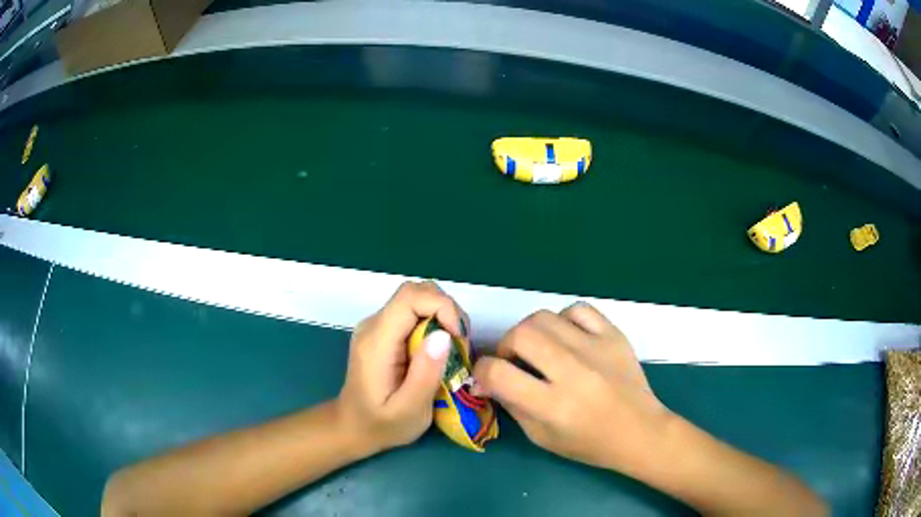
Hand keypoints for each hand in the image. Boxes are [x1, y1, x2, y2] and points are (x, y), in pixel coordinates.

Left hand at [336, 281, 468, 453]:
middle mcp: (373, 325)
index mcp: (376, 342)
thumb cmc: (381, 425)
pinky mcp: (383, 331)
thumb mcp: (409, 411)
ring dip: (442, 315)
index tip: (459, 337)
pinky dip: (433, 323)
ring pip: (416, 299)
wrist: (352, 427)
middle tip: (461, 344)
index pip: (410, 297)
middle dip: (446, 310)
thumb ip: (425, 374)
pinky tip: (438, 350)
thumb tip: (445, 335)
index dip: (442, 306)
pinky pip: (412, 313)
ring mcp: (376, 326)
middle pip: (414, 292)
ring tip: (453, 349)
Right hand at [472, 303, 673, 475]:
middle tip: (512, 361)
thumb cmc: (589, 443)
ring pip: (545, 317)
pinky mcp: (615, 336)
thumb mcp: (542, 436)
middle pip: (521, 335)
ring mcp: (597, 349)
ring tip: (538, 349)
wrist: (641, 432)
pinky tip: (567, 338)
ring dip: (530, 331)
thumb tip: (485, 380)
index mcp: (553, 406)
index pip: (499, 374)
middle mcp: (574, 372)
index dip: (481, 372)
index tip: (485, 377)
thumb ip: (512, 404)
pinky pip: (578, 310)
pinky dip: (564, 320)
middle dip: (505, 346)